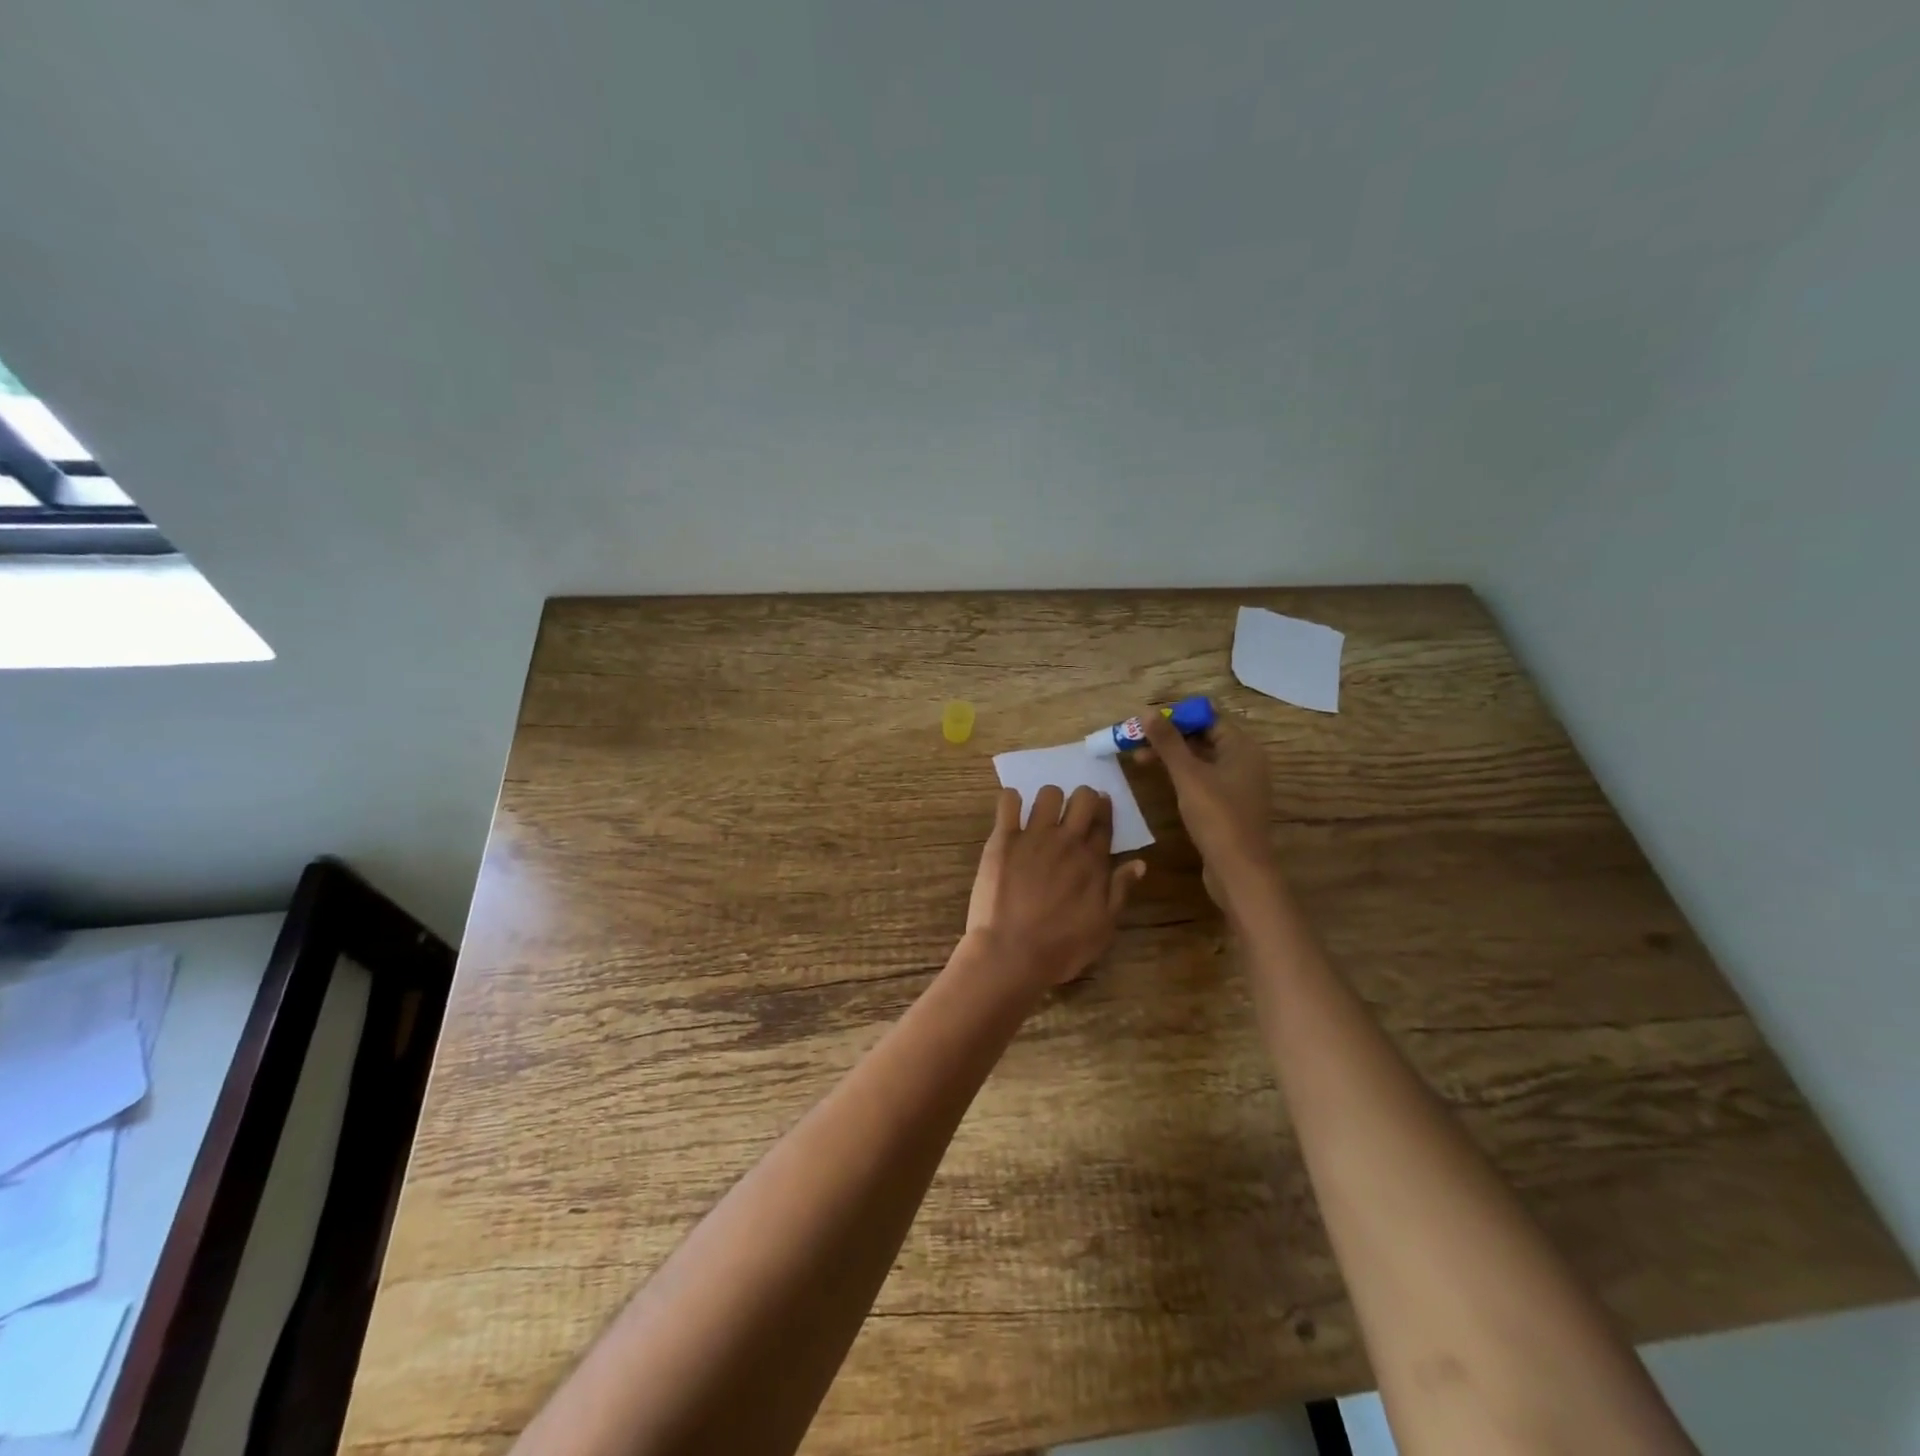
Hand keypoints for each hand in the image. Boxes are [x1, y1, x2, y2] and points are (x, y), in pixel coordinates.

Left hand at [966, 785, 1146, 987]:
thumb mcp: (1103, 928)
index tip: (1102, 808)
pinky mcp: (1003, 839)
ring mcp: (1033, 836)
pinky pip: (1008, 801)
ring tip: (1042, 816)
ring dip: (1049, 801)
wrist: (1010, 953)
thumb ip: (1120, 891)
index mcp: (1093, 861)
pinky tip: (1012, 814)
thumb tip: (1139, 863)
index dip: (1105, 811)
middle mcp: (1066, 841)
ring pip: (1048, 794)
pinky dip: (1012, 801)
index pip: (1105, 822)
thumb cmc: (1060, 948)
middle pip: (1083, 798)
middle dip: (1083, 799)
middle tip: (1074, 812)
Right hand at [1135, 709, 1276, 908]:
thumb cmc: (1216, 816)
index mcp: (1242, 748)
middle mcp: (1245, 761)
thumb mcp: (1188, 776)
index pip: (1209, 717)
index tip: (1147, 721)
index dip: (1177, 716)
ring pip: (1201, 759)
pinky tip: (1160, 780)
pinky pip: (1204, 779)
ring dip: (1172, 756)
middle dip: (1170, 736)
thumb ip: (1168, 743)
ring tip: (1139, 759)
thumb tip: (1147, 711)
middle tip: (1137, 740)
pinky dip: (1182, 775)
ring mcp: (1238, 784)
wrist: (1239, 870)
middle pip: (1204, 737)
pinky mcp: (1229, 805)